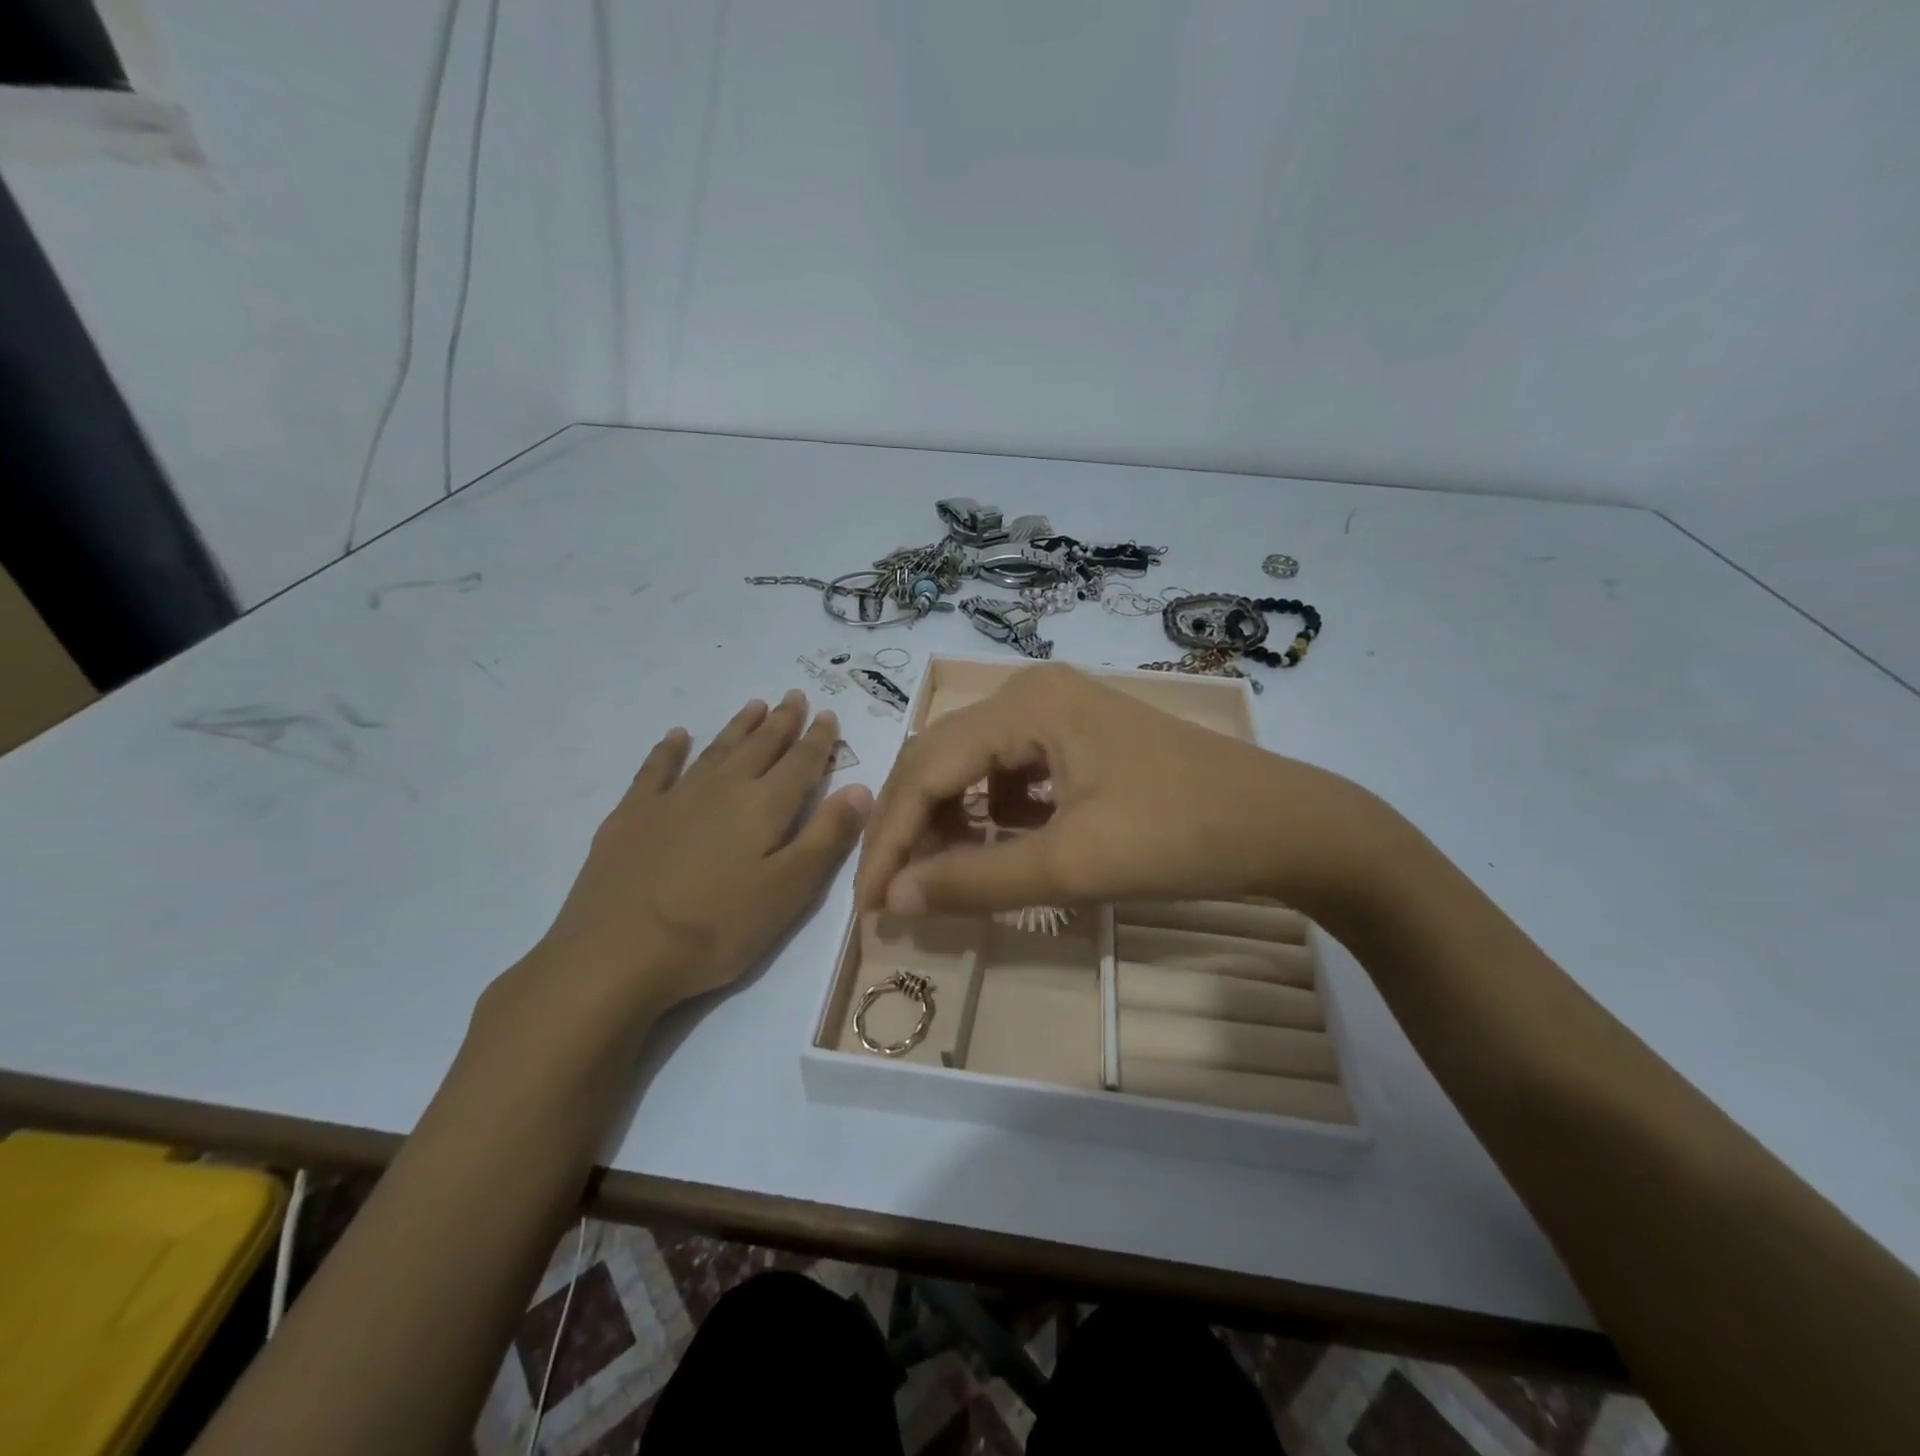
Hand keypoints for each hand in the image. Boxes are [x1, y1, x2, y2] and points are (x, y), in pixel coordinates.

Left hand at [504, 691, 871, 1037]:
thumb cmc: (717, 928)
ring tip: (755, 705)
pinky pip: (656, 768)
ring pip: (716, 750)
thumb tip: (863, 788)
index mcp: (764, 807)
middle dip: (782, 722)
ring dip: (738, 726)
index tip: (827, 713)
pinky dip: (670, 749)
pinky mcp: (632, 814)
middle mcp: (723, 788)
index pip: (801, 763)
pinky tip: (677, 737)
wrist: (618, 953)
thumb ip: (827, 836)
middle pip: (760, 746)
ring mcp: (673, 797)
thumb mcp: (789, 891)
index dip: (818, 739)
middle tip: (794, 696)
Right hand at [856, 664, 1401, 926]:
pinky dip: (993, 811)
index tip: (869, 903)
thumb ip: (978, 881)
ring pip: (974, 764)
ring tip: (945, 874)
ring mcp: (1060, 711)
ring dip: (950, 819)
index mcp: (1026, 704)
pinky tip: (1003, 843)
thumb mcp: (1073, 865)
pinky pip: (1012, 770)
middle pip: (943, 759)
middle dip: (913, 828)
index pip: (928, 769)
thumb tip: (896, 900)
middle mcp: (1032, 692)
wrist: (1285, 825)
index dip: (891, 839)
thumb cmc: (1181, 837)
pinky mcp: (1081, 737)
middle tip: (897, 894)